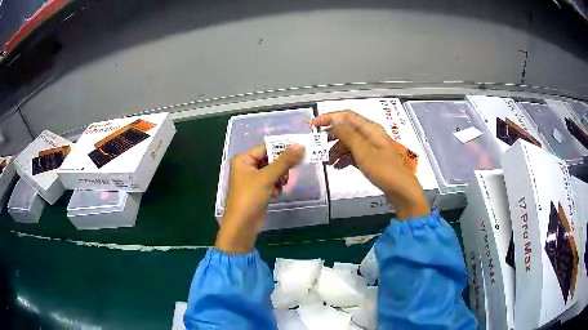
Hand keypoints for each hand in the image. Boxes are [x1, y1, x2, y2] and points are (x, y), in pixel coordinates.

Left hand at [216, 144, 303, 253]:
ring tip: (280, 186)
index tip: (299, 151)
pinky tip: (275, 195)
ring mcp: (252, 180)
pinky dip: (276, 187)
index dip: (282, 149)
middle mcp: (247, 167)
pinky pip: (272, 183)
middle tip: (288, 174)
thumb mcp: (267, 177)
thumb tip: (300, 145)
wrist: (242, 226)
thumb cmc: (250, 197)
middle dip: (281, 168)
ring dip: (279, 179)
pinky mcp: (258, 191)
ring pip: (273, 172)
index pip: (266, 148)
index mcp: (243, 159)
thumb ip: (284, 161)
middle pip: (271, 160)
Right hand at [312, 110, 428, 219]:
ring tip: (327, 162)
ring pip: (349, 143)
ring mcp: (371, 147)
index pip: (346, 116)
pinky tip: (338, 167)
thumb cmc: (384, 170)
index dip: (329, 118)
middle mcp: (370, 135)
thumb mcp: (363, 152)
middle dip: (332, 136)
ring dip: (337, 150)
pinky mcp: (372, 158)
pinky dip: (345, 158)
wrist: (401, 190)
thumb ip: (348, 134)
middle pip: (347, 129)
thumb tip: (335, 118)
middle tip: (318, 145)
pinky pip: (354, 153)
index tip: (314, 125)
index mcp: (370, 129)